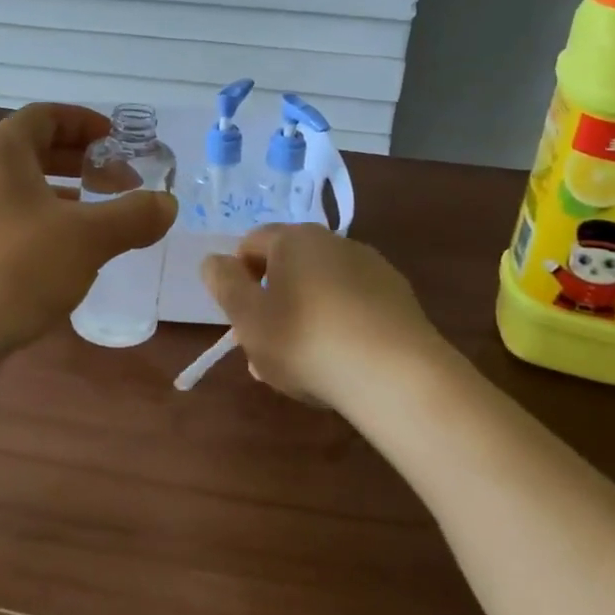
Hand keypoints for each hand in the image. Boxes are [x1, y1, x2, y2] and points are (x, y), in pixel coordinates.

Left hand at [0, 104, 176, 365]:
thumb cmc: (15, 269)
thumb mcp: (87, 239)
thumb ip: (134, 216)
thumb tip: (167, 204)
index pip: (47, 115)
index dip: (87, 123)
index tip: (120, 142)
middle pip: (34, 148)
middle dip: (81, 161)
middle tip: (120, 181)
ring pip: (21, 186)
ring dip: (64, 194)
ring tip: (99, 217)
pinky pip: (8, 217)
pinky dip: (41, 221)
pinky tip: (64, 254)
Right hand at [201, 224, 445, 405]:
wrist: (398, 376)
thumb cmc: (306, 341)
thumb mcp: (248, 318)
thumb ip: (224, 284)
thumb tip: (214, 261)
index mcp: (294, 238)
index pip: (251, 244)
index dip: (238, 279)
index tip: (242, 319)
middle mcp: (335, 241)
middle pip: (288, 267)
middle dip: (272, 304)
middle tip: (266, 351)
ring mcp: (372, 268)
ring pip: (322, 289)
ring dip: (305, 318)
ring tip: (303, 367)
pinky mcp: (399, 298)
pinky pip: (354, 307)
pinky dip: (340, 327)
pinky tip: (340, 365)